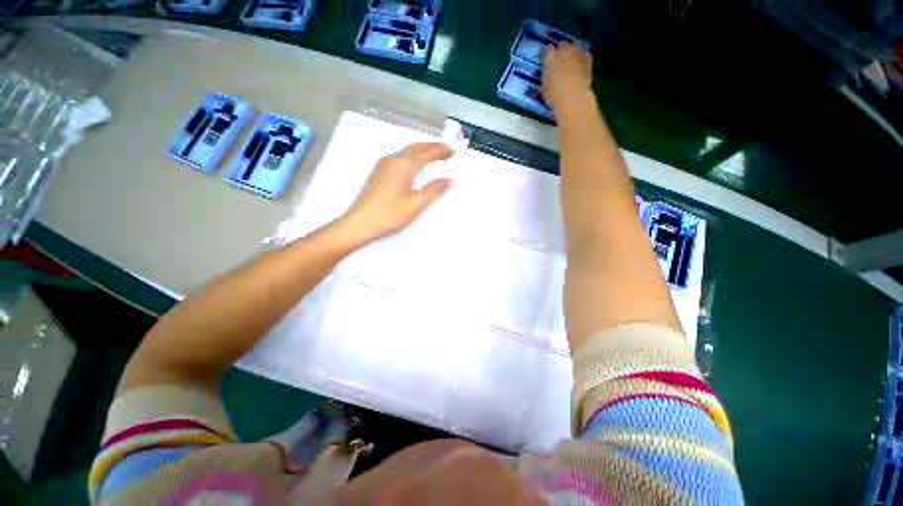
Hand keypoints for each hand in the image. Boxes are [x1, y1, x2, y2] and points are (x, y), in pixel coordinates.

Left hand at [339, 142, 452, 244]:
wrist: (359, 223)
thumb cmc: (389, 215)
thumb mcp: (415, 205)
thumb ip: (433, 191)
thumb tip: (449, 180)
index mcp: (404, 166)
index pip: (427, 154)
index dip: (441, 151)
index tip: (454, 150)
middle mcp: (393, 160)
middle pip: (416, 148)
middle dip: (433, 146)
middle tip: (447, 148)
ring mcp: (383, 165)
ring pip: (406, 151)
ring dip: (422, 150)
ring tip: (434, 153)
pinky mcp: (378, 172)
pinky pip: (399, 157)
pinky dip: (412, 155)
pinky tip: (414, 162)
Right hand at [542, 43, 593, 111]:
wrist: (573, 99)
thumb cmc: (554, 97)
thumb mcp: (544, 88)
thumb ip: (546, 77)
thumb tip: (546, 73)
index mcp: (551, 59)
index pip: (548, 49)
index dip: (548, 52)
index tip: (547, 56)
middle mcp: (565, 53)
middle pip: (563, 44)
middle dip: (561, 48)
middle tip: (559, 55)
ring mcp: (578, 55)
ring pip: (576, 46)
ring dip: (573, 49)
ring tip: (571, 55)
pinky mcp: (588, 61)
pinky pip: (586, 54)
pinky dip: (583, 55)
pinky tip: (581, 60)